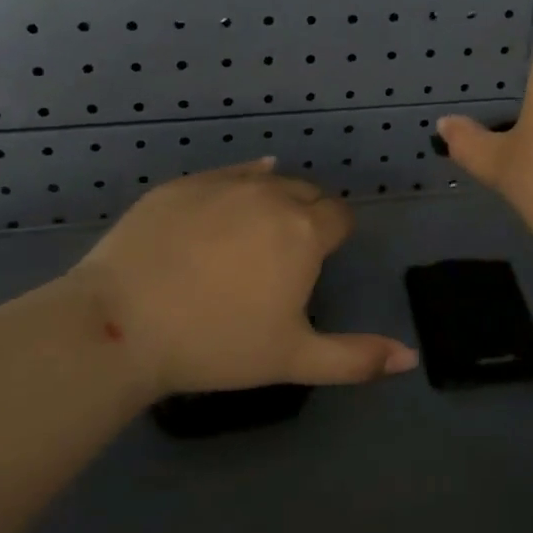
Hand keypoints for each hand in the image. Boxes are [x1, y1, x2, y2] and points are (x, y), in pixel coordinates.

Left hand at [69, 159, 416, 396]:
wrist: (121, 324)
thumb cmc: (216, 344)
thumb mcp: (292, 357)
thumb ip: (356, 358)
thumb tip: (410, 357)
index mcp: (305, 231)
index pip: (339, 217)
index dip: (335, 239)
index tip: (318, 263)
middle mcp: (272, 195)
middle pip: (307, 194)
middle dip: (307, 217)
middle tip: (285, 256)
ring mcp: (224, 184)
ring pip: (268, 180)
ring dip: (273, 200)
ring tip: (254, 235)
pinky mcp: (183, 184)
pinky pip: (226, 174)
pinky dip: (238, 185)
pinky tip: (231, 203)